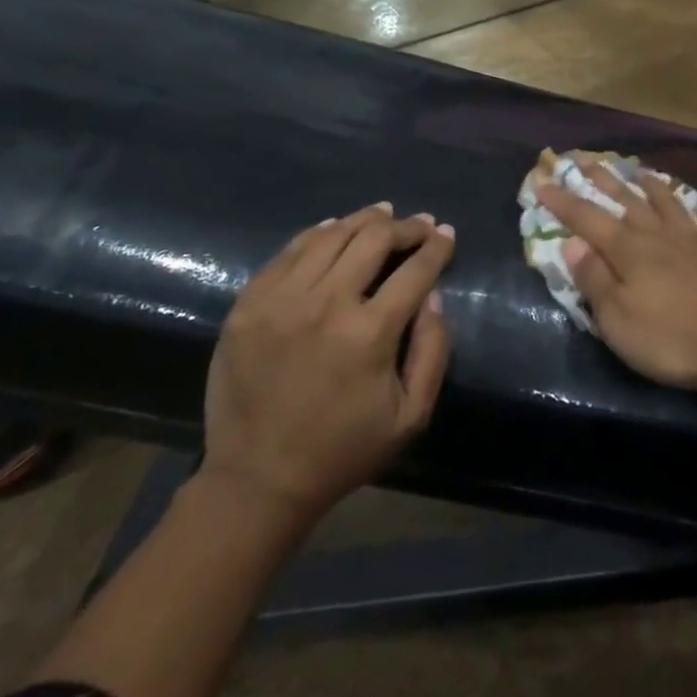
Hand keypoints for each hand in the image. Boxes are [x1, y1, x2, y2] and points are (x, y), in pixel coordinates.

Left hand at [201, 204, 452, 526]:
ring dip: (363, 220)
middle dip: (406, 226)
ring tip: (382, 214)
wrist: (256, 482)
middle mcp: (325, 304)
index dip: (438, 246)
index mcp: (369, 334)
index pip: (416, 269)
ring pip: (331, 235)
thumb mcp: (410, 416)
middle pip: (374, 239)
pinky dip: (318, 233)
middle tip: (420, 224)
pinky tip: (334, 229)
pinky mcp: (248, 304)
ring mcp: (281, 300)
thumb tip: (434, 295)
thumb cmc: (343, 451)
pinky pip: (289, 251)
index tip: (447, 233)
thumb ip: (433, 350)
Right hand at [536, 159, 696, 392]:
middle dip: (603, 180)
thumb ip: (594, 279)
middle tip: (585, 159)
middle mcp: (658, 234)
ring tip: (639, 171)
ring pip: (666, 203)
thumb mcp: (617, 318)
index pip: (586, 218)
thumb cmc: (670, 337)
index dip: (562, 201)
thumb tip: (573, 244)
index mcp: (628, 249)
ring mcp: (693, 241)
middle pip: (626, 201)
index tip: (542, 181)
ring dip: (649, 186)